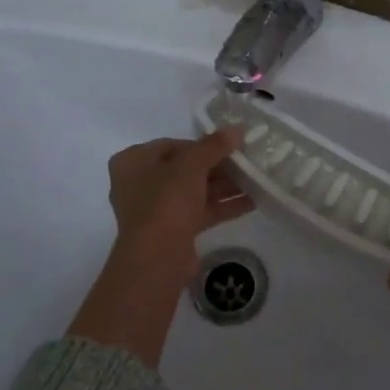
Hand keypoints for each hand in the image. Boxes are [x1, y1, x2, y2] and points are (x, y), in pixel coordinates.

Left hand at [105, 130, 252, 274]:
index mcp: (133, 161)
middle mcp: (139, 184)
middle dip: (218, 166)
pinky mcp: (171, 233)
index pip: (172, 145)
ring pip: (194, 192)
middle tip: (246, 162)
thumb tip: (237, 129)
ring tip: (255, 180)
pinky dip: (222, 206)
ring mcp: (155, 211)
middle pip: (185, 169)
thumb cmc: (166, 202)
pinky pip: (199, 212)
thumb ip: (215, 145)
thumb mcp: (192, 165)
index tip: (229, 146)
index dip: (202, 144)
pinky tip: (252, 202)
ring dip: (224, 186)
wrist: (157, 260)